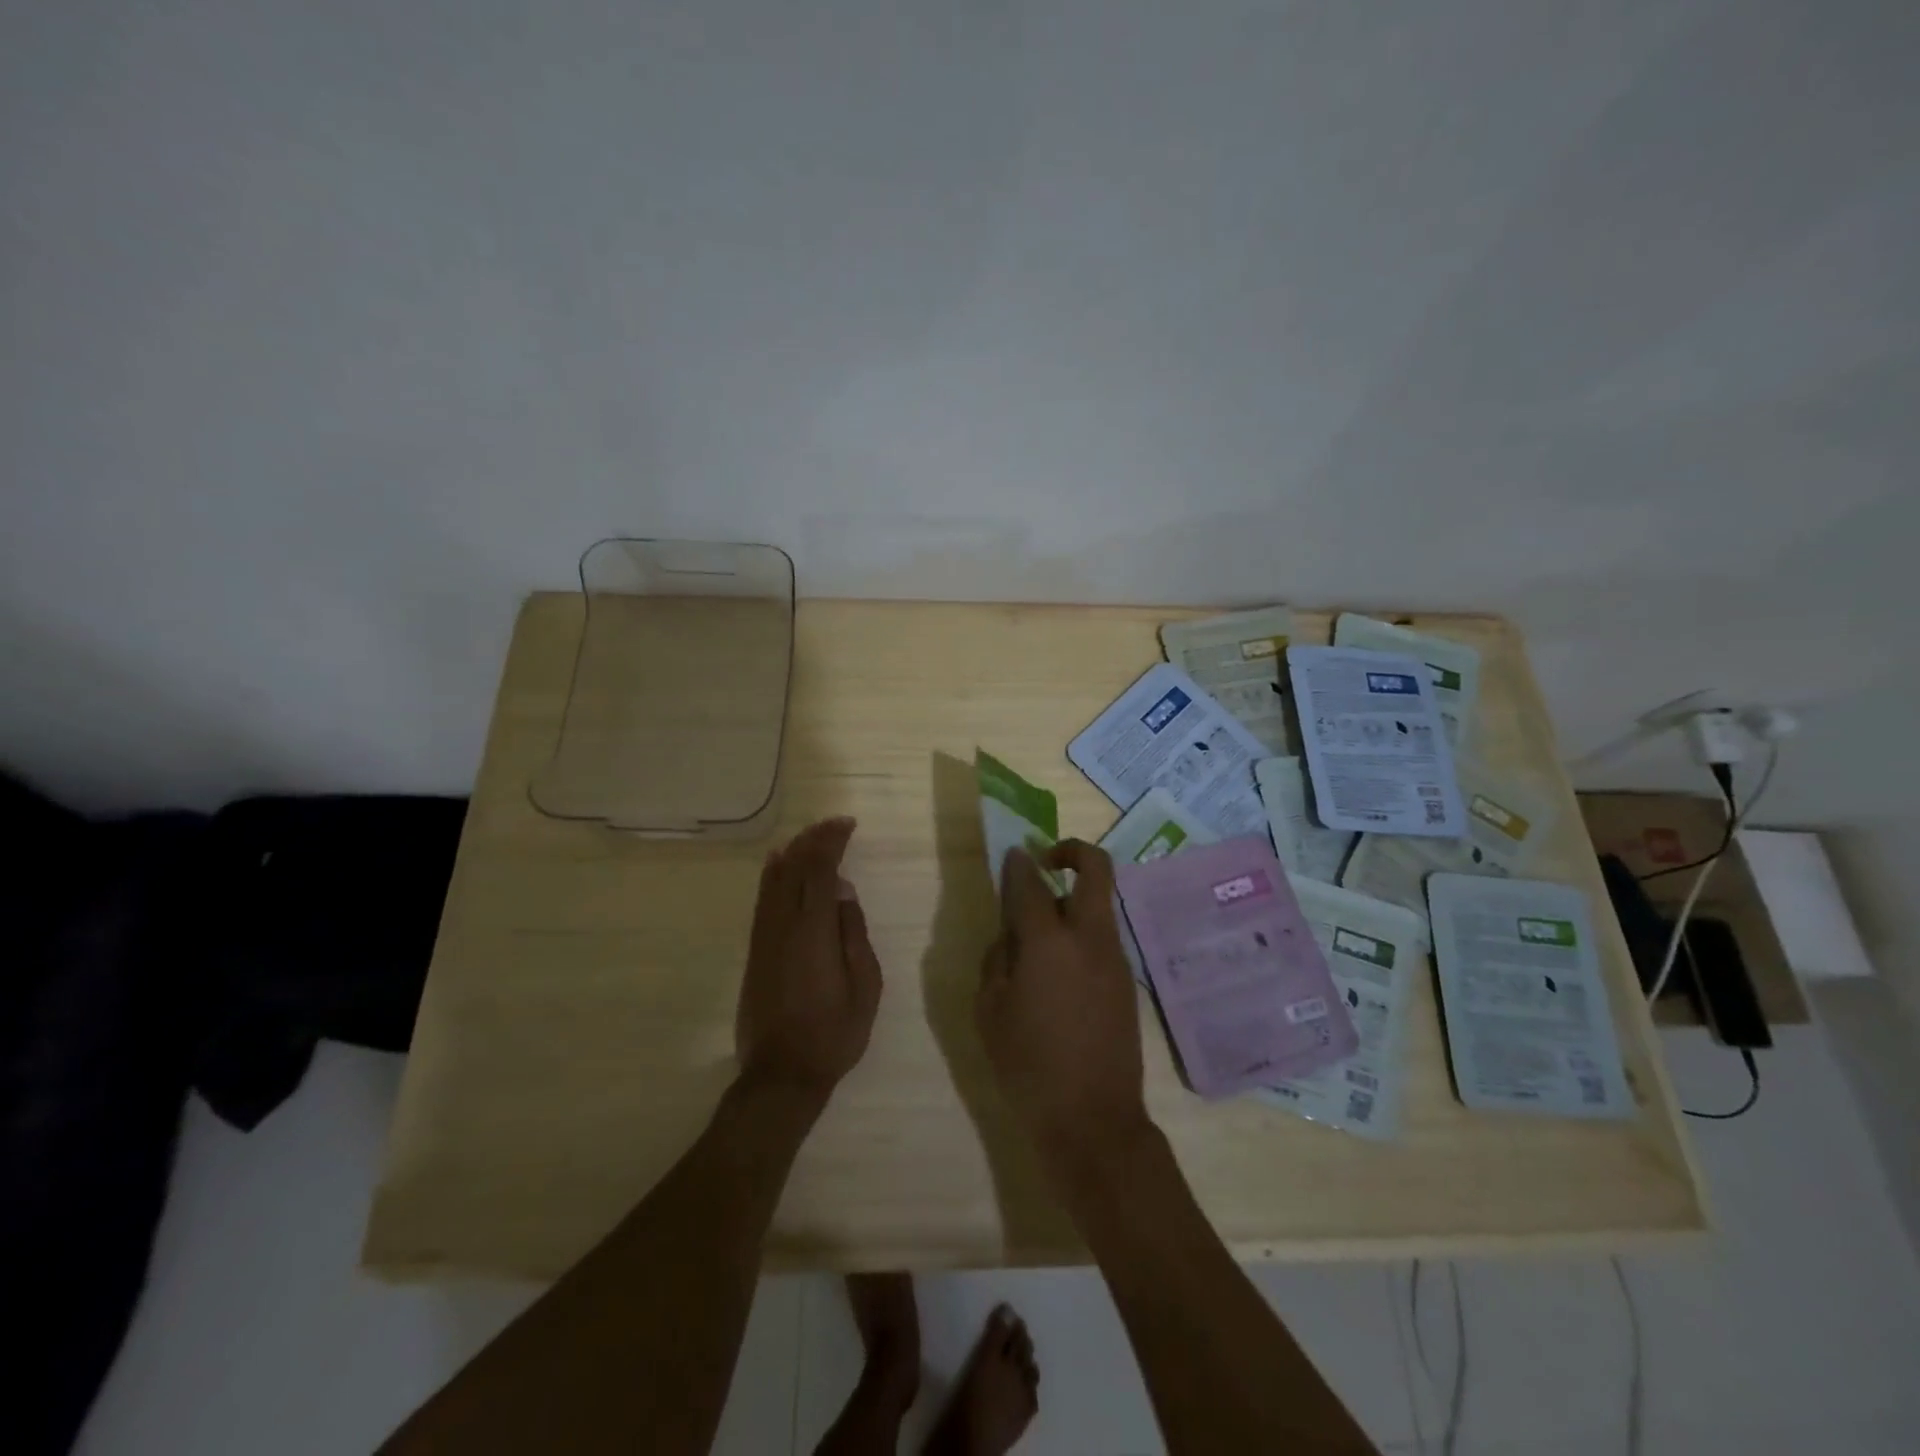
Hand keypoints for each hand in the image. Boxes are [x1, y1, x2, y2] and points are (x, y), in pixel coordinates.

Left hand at [736, 818, 882, 1102]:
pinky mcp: (755, 950)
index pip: (820, 870)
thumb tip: (843, 890)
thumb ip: (854, 933)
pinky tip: (779, 865)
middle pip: (794, 867)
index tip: (848, 825)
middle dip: (814, 840)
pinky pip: (763, 899)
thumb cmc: (834, 1033)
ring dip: (793, 852)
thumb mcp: (865, 986)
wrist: (782, 1074)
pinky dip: (773, 874)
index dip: (832, 842)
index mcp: (814, 930)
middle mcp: (784, 924)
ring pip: (774, 880)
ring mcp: (764, 936)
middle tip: (835, 825)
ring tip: (811, 836)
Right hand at [975, 842, 1150, 1174]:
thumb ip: (997, 960)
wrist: (1093, 1120)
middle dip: (1072, 851)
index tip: (1011, 855)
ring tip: (1040, 937)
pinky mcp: (1126, 981)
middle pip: (1096, 869)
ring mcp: (1115, 958)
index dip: (1018, 863)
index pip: (1031, 882)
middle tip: (1045, 862)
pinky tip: (1058, 972)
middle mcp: (1089, 938)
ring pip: (1099, 905)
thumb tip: (1011, 936)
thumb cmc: (1028, 1066)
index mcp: (1049, 942)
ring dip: (1074, 900)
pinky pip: (1102, 938)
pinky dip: (1081, 934)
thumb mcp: (990, 1012)